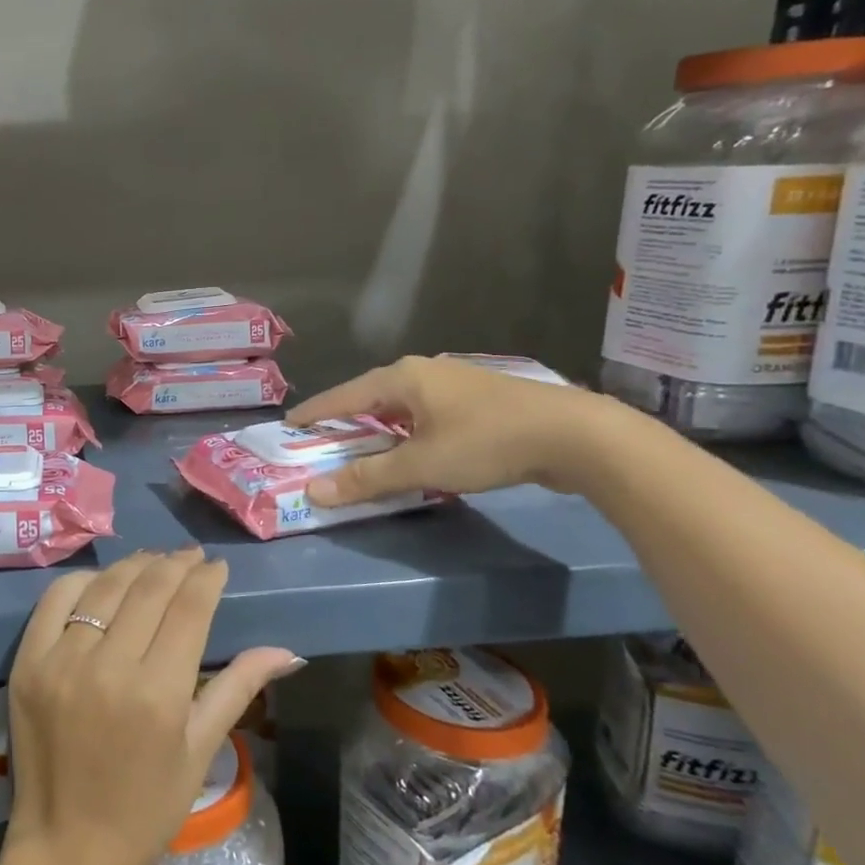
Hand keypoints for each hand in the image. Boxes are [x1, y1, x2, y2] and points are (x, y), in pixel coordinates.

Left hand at [5, 550, 301, 864]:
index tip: (216, 566)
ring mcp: (62, 662)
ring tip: (154, 560)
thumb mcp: (200, 751)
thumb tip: (287, 650)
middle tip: (190, 556)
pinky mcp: (28, 662)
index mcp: (159, 694)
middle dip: (175, 564)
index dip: (206, 579)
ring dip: (134, 566)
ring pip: (104, 588)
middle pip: (148, 589)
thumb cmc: (145, 808)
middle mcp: (109, 667)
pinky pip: (55, 600)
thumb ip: (238, 688)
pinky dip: (82, 582)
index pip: (189, 609)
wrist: (68, 847)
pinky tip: (102, 582)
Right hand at [287, 355, 619, 504]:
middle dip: (346, 419)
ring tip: (362, 446)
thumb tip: (314, 492)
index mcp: (403, 377)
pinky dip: (408, 431)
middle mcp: (425, 371)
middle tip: (322, 440)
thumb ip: (366, 478)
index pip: (343, 395)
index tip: (288, 425)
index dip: (315, 412)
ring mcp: (456, 384)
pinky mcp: (481, 401)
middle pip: (371, 396)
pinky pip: (427, 414)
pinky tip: (412, 447)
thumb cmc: (486, 442)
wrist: (576, 435)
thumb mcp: (420, 466)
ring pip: (402, 405)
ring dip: (379, 427)